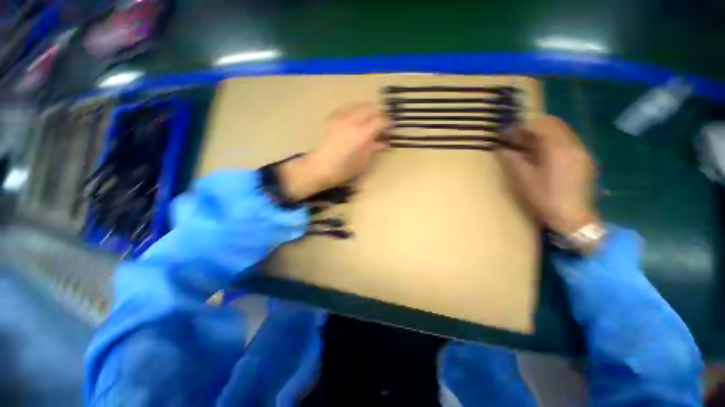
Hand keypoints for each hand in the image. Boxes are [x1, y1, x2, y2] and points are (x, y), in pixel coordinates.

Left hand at [279, 104, 388, 200]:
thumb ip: (373, 148)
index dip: (388, 123)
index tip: (390, 129)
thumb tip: (383, 143)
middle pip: (371, 108)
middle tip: (380, 125)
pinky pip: (348, 108)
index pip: (381, 120)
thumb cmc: (344, 169)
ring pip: (359, 106)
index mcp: (362, 134)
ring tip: (368, 123)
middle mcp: (353, 121)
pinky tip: (355, 122)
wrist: (320, 167)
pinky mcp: (333, 118)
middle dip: (378, 115)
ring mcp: (341, 118)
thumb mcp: (363, 162)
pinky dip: (355, 112)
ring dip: (367, 112)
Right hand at [498, 115, 598, 236]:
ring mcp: (581, 152)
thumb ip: (512, 160)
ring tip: (527, 144)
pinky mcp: (584, 160)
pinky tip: (542, 154)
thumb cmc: (545, 198)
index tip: (510, 130)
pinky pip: (568, 141)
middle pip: (555, 123)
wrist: (572, 217)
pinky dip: (553, 141)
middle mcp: (573, 145)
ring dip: (544, 133)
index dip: (524, 125)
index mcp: (558, 149)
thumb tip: (501, 148)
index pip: (542, 125)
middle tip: (518, 135)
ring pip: (562, 131)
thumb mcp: (523, 179)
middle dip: (534, 126)